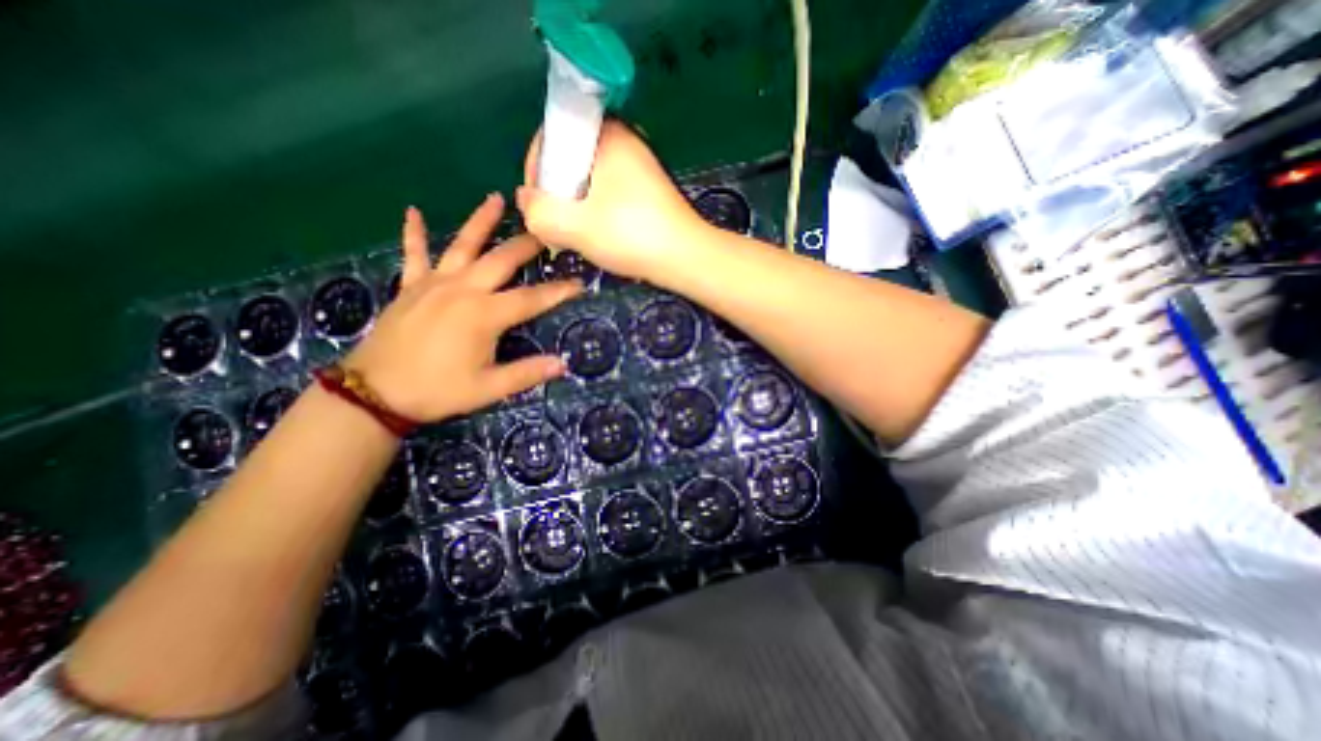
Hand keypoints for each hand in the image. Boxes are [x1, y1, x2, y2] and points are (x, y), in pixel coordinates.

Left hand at [344, 195, 582, 422]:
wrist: (375, 394)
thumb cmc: (438, 391)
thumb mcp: (489, 388)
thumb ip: (527, 373)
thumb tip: (563, 364)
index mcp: (484, 315)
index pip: (531, 298)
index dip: (558, 291)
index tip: (580, 283)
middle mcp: (462, 290)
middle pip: (501, 259)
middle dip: (527, 244)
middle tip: (546, 228)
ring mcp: (434, 284)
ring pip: (462, 245)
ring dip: (480, 221)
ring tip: (496, 198)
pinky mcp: (411, 287)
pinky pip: (414, 254)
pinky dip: (414, 233)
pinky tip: (413, 212)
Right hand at [517, 122, 711, 282]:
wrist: (686, 258)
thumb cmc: (632, 236)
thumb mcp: (575, 226)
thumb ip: (538, 211)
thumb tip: (526, 200)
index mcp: (607, 134)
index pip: (552, 138)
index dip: (537, 171)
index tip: (538, 204)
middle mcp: (625, 141)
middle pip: (571, 160)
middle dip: (558, 193)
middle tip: (556, 225)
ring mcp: (639, 166)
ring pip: (590, 180)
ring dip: (577, 206)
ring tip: (577, 235)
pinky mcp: (648, 190)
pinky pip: (609, 193)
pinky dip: (598, 211)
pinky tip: (600, 234)